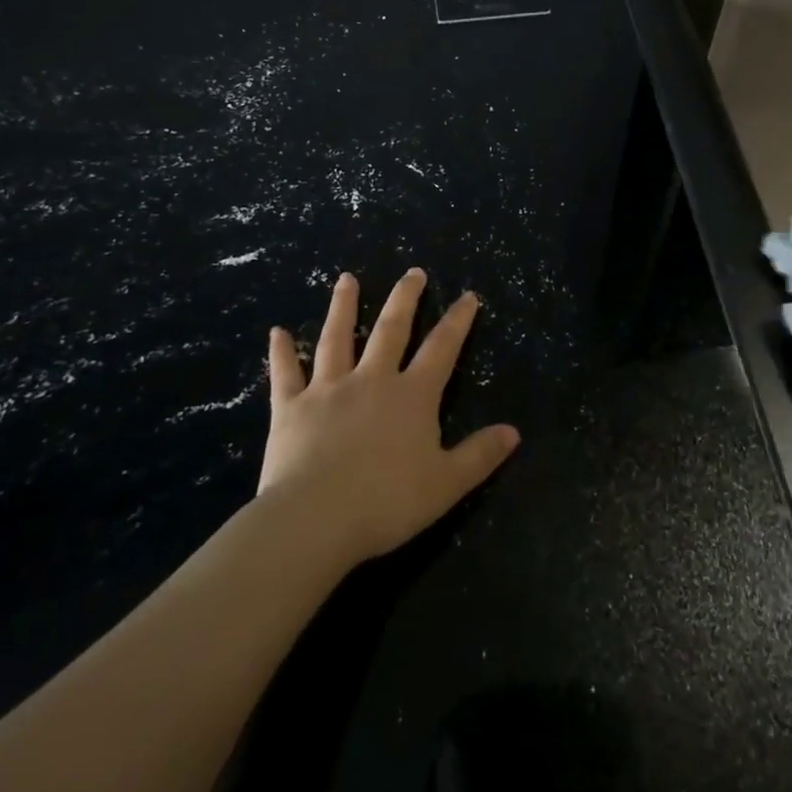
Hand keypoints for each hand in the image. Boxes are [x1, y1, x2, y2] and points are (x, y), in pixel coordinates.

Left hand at [258, 269, 519, 568]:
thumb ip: (479, 455)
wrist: (315, 519)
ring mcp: (328, 390)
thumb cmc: (386, 502)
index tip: (467, 295)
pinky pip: (286, 374)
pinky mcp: (291, 408)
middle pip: (391, 330)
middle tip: (412, 272)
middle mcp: (372, 380)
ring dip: (343, 307)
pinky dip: (282, 352)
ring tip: (346, 279)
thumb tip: (514, 432)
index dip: (457, 321)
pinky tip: (278, 332)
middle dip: (405, 299)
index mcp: (412, 396)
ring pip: (338, 338)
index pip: (442, 349)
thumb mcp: (445, 484)